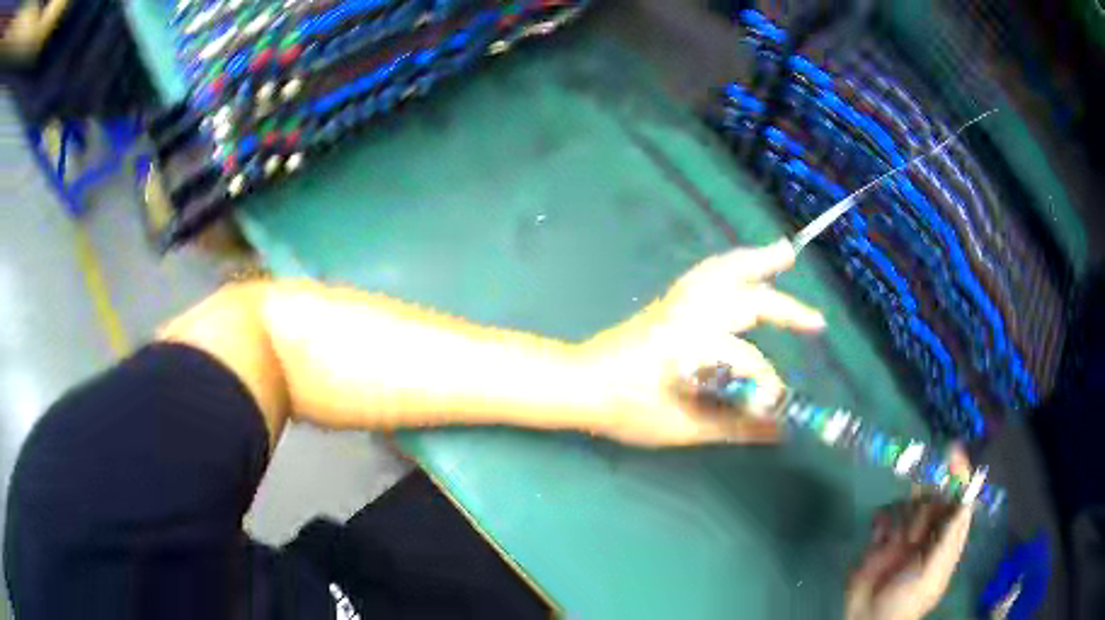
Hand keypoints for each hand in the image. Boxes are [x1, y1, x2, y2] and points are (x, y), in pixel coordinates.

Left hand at [579, 240, 824, 445]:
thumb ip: (733, 427)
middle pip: (746, 302)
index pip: (746, 363)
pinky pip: (707, 273)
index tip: (776, 410)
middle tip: (817, 321)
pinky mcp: (669, 300)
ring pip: (724, 272)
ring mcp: (678, 302)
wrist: (580, 383)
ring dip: (757, 262)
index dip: (766, 388)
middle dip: (785, 310)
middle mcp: (690, 316)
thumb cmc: (626, 408)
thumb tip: (778, 430)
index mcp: (694, 348)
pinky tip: (744, 267)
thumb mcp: (682, 427)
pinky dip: (731, 265)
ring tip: (785, 252)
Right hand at [845, 448, 974, 619]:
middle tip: (915, 513)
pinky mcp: (881, 540)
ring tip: (894, 538)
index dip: (959, 478)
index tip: (953, 453)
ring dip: (904, 511)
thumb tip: (966, 501)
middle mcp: (928, 534)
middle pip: (934, 499)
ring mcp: (903, 536)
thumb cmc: (906, 601)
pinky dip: (881, 518)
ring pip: (910, 504)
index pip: (958, 503)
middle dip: (927, 498)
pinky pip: (884, 516)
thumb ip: (949, 539)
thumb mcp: (932, 574)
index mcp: (945, 541)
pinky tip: (878, 532)